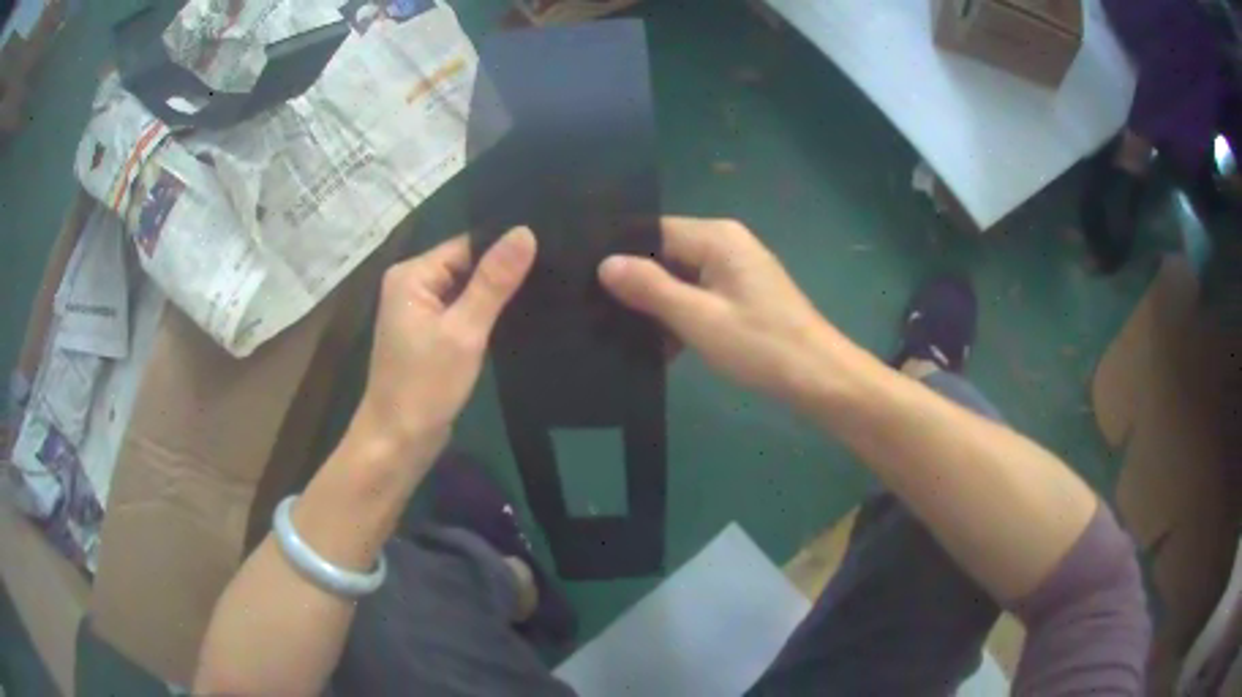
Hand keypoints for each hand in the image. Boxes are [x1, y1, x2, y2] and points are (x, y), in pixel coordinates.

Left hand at [352, 228, 536, 457]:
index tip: (550, 247)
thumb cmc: (425, 386)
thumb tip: (525, 231)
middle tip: (555, 269)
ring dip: (497, 294)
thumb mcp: (464, 331)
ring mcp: (419, 312)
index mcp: (412, 275)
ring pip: (466, 291)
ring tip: (547, 288)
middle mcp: (412, 286)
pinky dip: (485, 315)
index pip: (466, 245)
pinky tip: (520, 315)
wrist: (398, 442)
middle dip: (503, 271)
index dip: (504, 247)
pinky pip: (462, 313)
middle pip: (466, 265)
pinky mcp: (429, 336)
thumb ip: (494, 281)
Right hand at [599, 218, 841, 405]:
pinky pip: (699, 296)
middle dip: (637, 284)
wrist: (818, 378)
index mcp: (716, 237)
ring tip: (619, 333)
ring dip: (658, 307)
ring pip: (680, 279)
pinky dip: (681, 318)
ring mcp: (736, 270)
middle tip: (596, 311)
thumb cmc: (761, 345)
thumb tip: (605, 264)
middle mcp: (725, 244)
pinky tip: (659, 347)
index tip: (587, 281)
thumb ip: (650, 288)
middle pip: (666, 254)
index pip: (653, 230)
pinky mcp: (741, 295)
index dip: (621, 254)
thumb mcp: (699, 318)